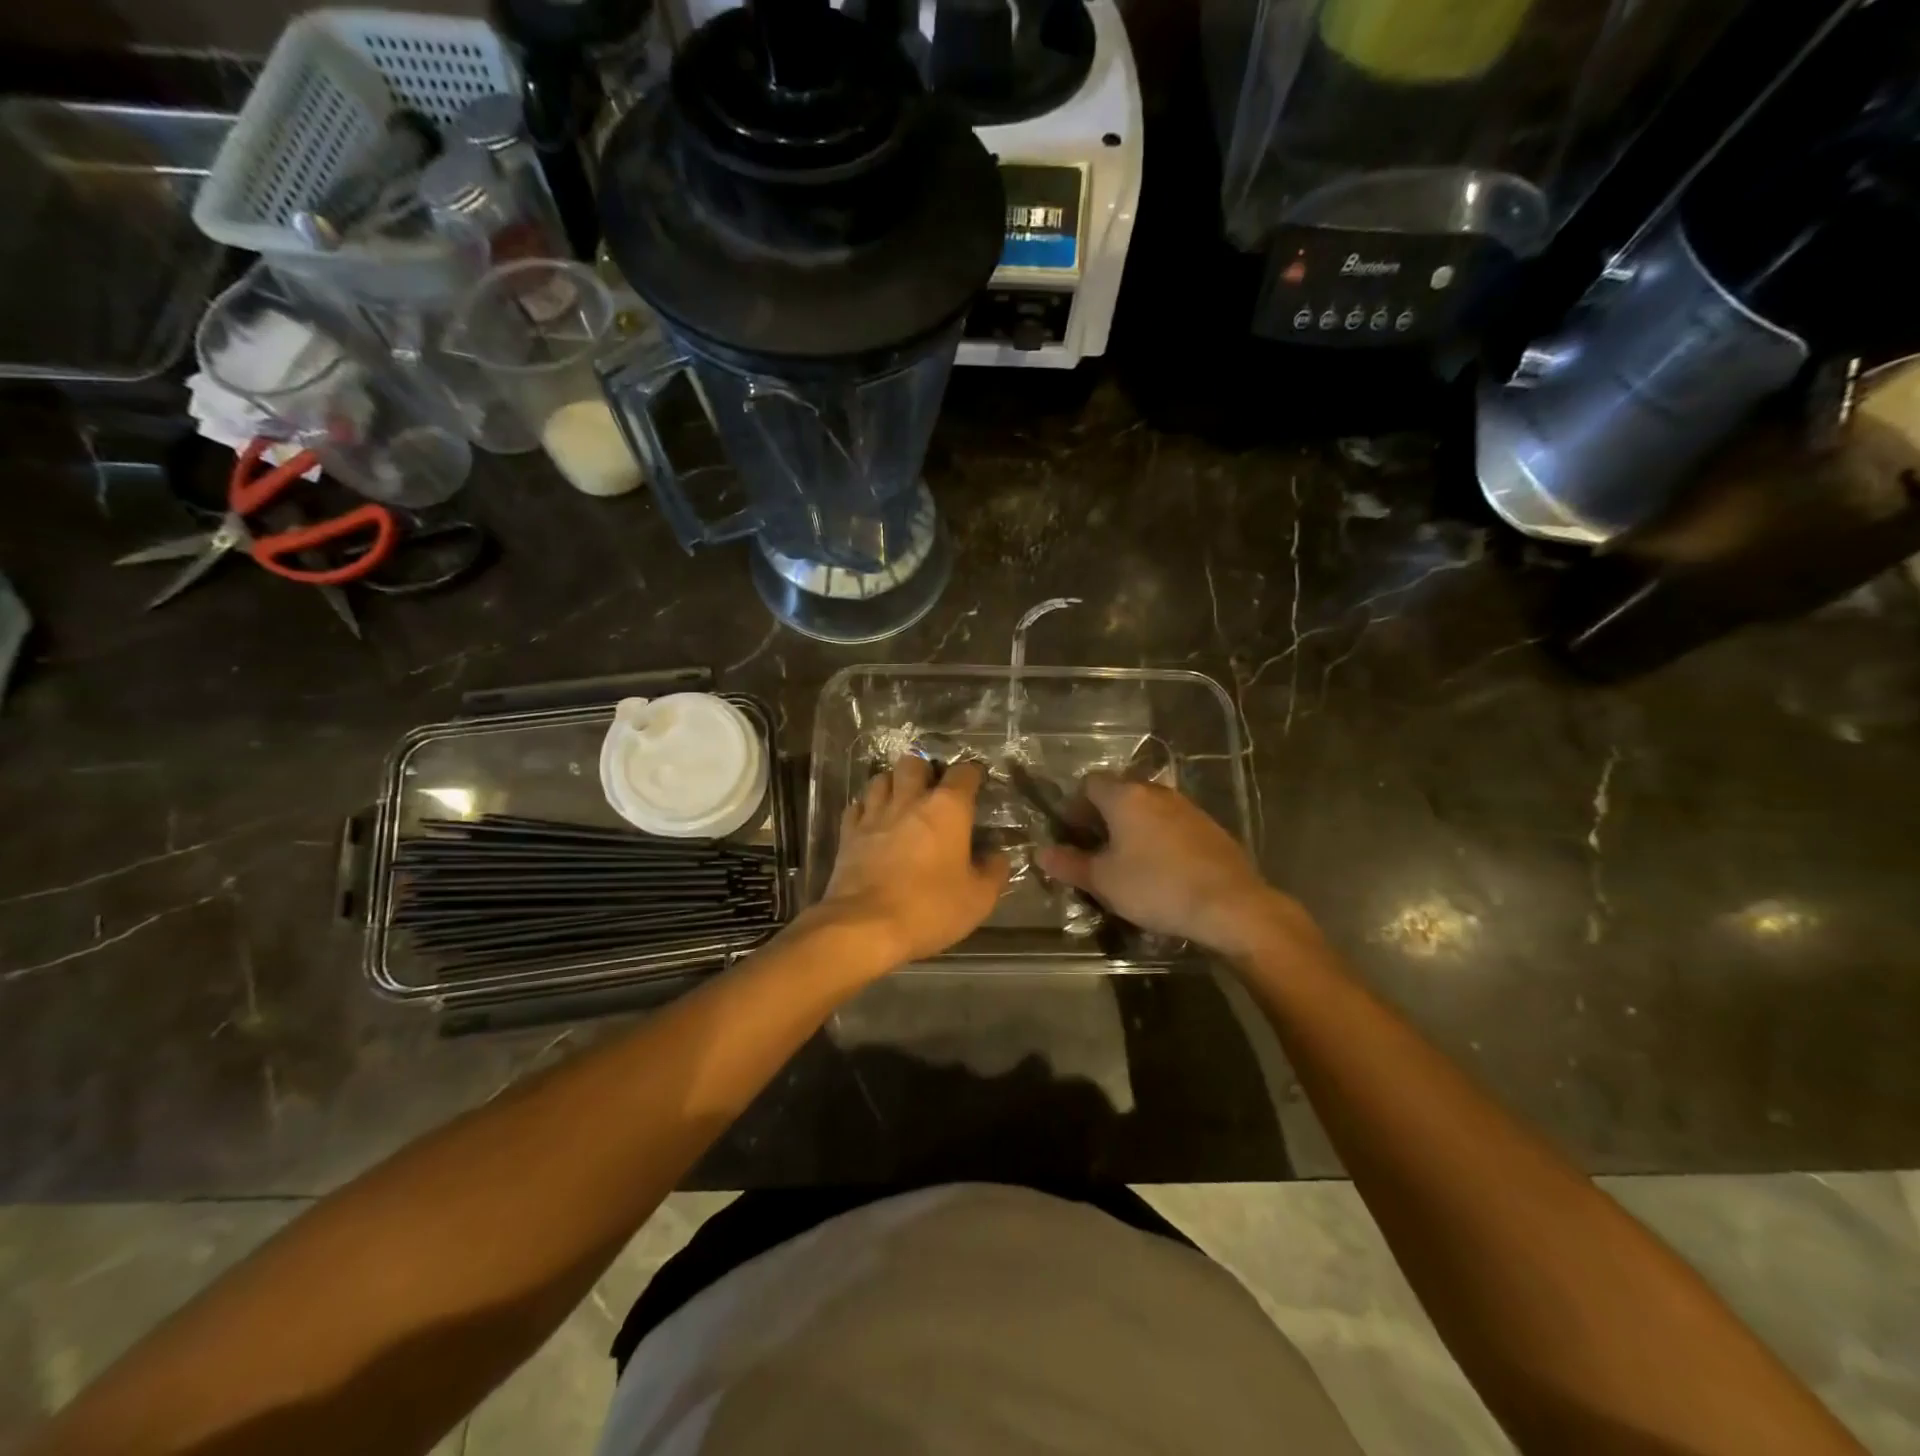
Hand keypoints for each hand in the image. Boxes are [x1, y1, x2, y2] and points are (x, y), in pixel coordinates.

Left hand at [809, 757, 1009, 969]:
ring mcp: (874, 814)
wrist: (865, 926)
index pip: (963, 773)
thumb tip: (997, 855)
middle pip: (913, 763)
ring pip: (881, 779)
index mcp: (947, 808)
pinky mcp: (848, 833)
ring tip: (901, 802)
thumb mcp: (978, 899)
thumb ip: (994, 871)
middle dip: (925, 771)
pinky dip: (867, 808)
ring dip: (893, 784)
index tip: (977, 784)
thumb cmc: (929, 908)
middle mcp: (909, 800)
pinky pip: (857, 806)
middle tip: (932, 791)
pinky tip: (873, 822)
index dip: (972, 774)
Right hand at [1036, 774, 1301, 957]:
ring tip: (1128, 861)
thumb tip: (1041, 853)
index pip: (1089, 783)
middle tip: (1096, 850)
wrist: (1230, 905)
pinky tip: (1162, 869)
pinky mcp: (1209, 827)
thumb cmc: (1156, 887)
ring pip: (1147, 808)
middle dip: (1103, 816)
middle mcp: (1155, 792)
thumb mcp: (1104, 881)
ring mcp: (1186, 807)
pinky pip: (1172, 823)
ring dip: (1133, 827)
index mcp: (1125, 796)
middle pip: (1119, 792)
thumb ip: (1070, 864)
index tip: (1072, 834)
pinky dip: (1159, 837)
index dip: (1075, 806)